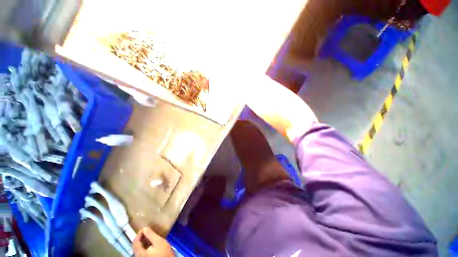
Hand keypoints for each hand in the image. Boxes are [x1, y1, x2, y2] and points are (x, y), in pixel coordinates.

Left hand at [133, 227, 173, 256]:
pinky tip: (150, 242)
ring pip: (139, 248)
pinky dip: (144, 245)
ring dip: (142, 240)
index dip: (139, 233)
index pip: (135, 241)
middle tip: (147, 230)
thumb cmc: (163, 252)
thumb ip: (151, 235)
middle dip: (140, 237)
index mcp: (140, 252)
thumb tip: (145, 227)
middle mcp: (139, 256)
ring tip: (149, 235)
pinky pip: (142, 250)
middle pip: (136, 245)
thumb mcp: (158, 242)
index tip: (145, 227)